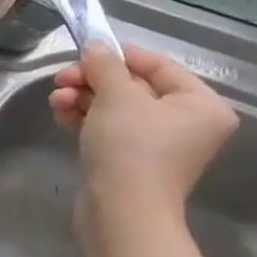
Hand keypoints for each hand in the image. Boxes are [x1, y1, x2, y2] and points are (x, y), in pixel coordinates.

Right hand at [49, 43, 238, 228]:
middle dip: (93, 81)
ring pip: (116, 108)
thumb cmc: (131, 147)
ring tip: (56, 101)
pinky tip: (62, 115)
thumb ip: (105, 65)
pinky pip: (109, 129)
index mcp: (200, 105)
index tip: (84, 52)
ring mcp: (159, 145)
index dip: (120, 55)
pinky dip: (86, 119)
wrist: (122, 210)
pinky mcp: (132, 161)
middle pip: (134, 87)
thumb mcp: (116, 97)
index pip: (159, 66)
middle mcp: (187, 123)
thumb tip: (95, 45)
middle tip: (61, 79)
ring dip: (83, 99)